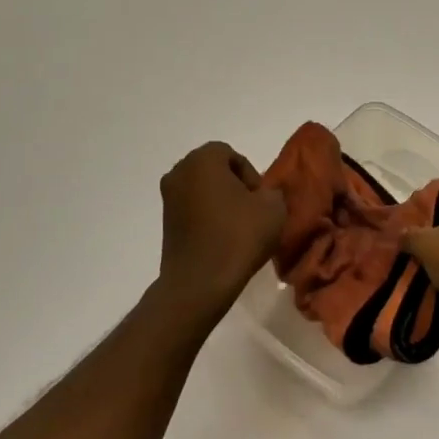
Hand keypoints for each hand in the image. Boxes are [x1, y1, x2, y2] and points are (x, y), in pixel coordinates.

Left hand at [156, 142, 286, 332]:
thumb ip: (273, 191)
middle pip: (214, 170)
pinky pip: (192, 209)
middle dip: (234, 186)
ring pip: (202, 190)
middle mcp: (179, 172)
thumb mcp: (273, 208)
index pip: (232, 155)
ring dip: (221, 202)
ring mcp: (168, 198)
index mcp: (203, 160)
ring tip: (238, 226)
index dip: (251, 175)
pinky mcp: (165, 222)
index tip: (260, 200)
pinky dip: (207, 217)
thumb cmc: (238, 236)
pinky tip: (222, 238)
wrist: (199, 283)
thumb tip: (264, 194)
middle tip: (252, 210)